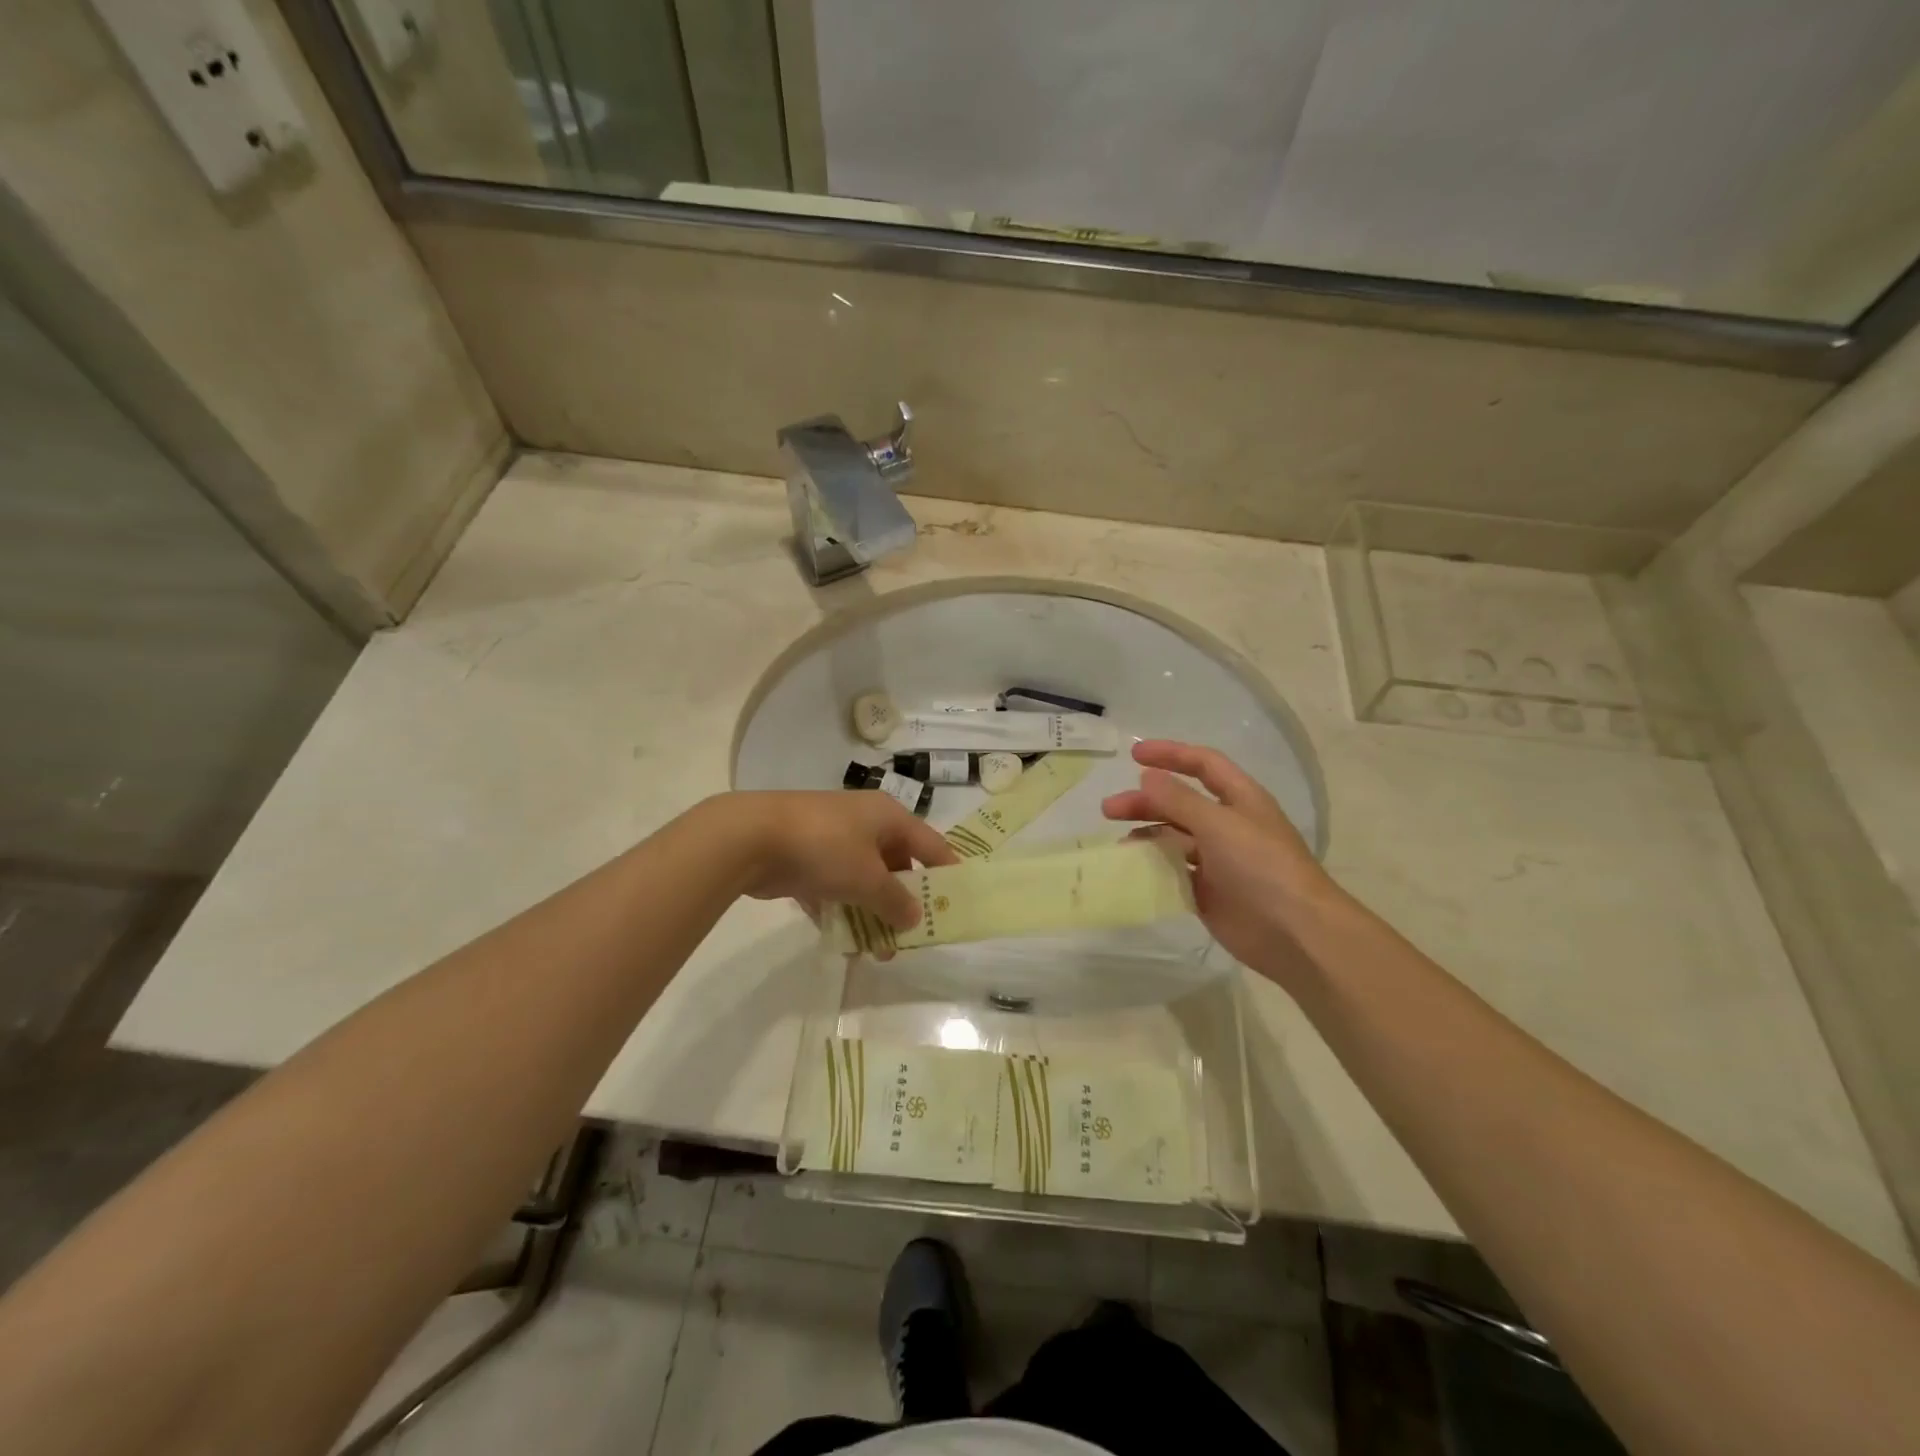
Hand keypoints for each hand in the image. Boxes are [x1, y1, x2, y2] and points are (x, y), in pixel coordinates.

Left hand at [712, 790, 958, 928]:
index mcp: (887, 817)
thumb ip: (896, 901)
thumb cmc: (825, 848)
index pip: (931, 844)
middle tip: (912, 937)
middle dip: (903, 903)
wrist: (751, 837)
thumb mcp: (868, 878)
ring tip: (878, 952)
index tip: (958, 902)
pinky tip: (842, 941)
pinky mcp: (804, 858)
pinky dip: (839, 911)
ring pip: (862, 880)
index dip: (947, 871)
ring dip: (871, 913)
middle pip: (896, 864)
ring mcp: (832, 839)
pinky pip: (833, 888)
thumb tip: (915, 917)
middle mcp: (863, 823)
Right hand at [1101, 740, 1343, 983]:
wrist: (1295, 932)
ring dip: (1146, 835)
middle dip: (1145, 802)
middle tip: (1110, 810)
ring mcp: (1218, 860)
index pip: (1203, 764)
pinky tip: (1133, 871)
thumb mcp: (1219, 824)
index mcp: (1240, 799)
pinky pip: (1174, 873)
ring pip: (1174, 838)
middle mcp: (1228, 825)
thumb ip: (1180, 800)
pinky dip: (1153, 869)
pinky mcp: (1208, 892)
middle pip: (1180, 803)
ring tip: (1120, 844)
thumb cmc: (1262, 867)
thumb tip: (1148, 777)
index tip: (1133, 756)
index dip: (1171, 754)